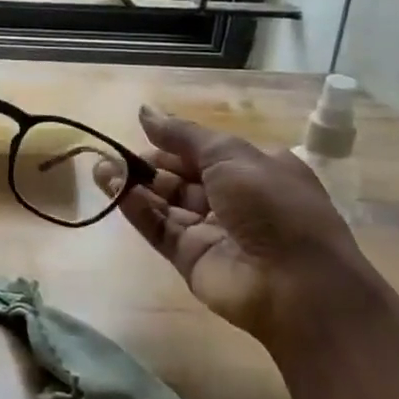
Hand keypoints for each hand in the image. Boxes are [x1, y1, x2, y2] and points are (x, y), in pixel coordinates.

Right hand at [105, 105, 383, 353]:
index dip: (173, 141)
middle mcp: (233, 199)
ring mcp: (210, 230)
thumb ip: (182, 134)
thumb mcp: (231, 155)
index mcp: (254, 170)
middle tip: (113, 152)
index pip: (204, 151)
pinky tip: (113, 188)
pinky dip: (136, 208)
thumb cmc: (274, 207)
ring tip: (101, 167)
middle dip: (149, 163)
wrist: (298, 287)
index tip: (142, 131)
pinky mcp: (190, 257)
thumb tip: (144, 111)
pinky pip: (159, 227)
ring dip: (135, 183)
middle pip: (181, 175)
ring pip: (165, 201)